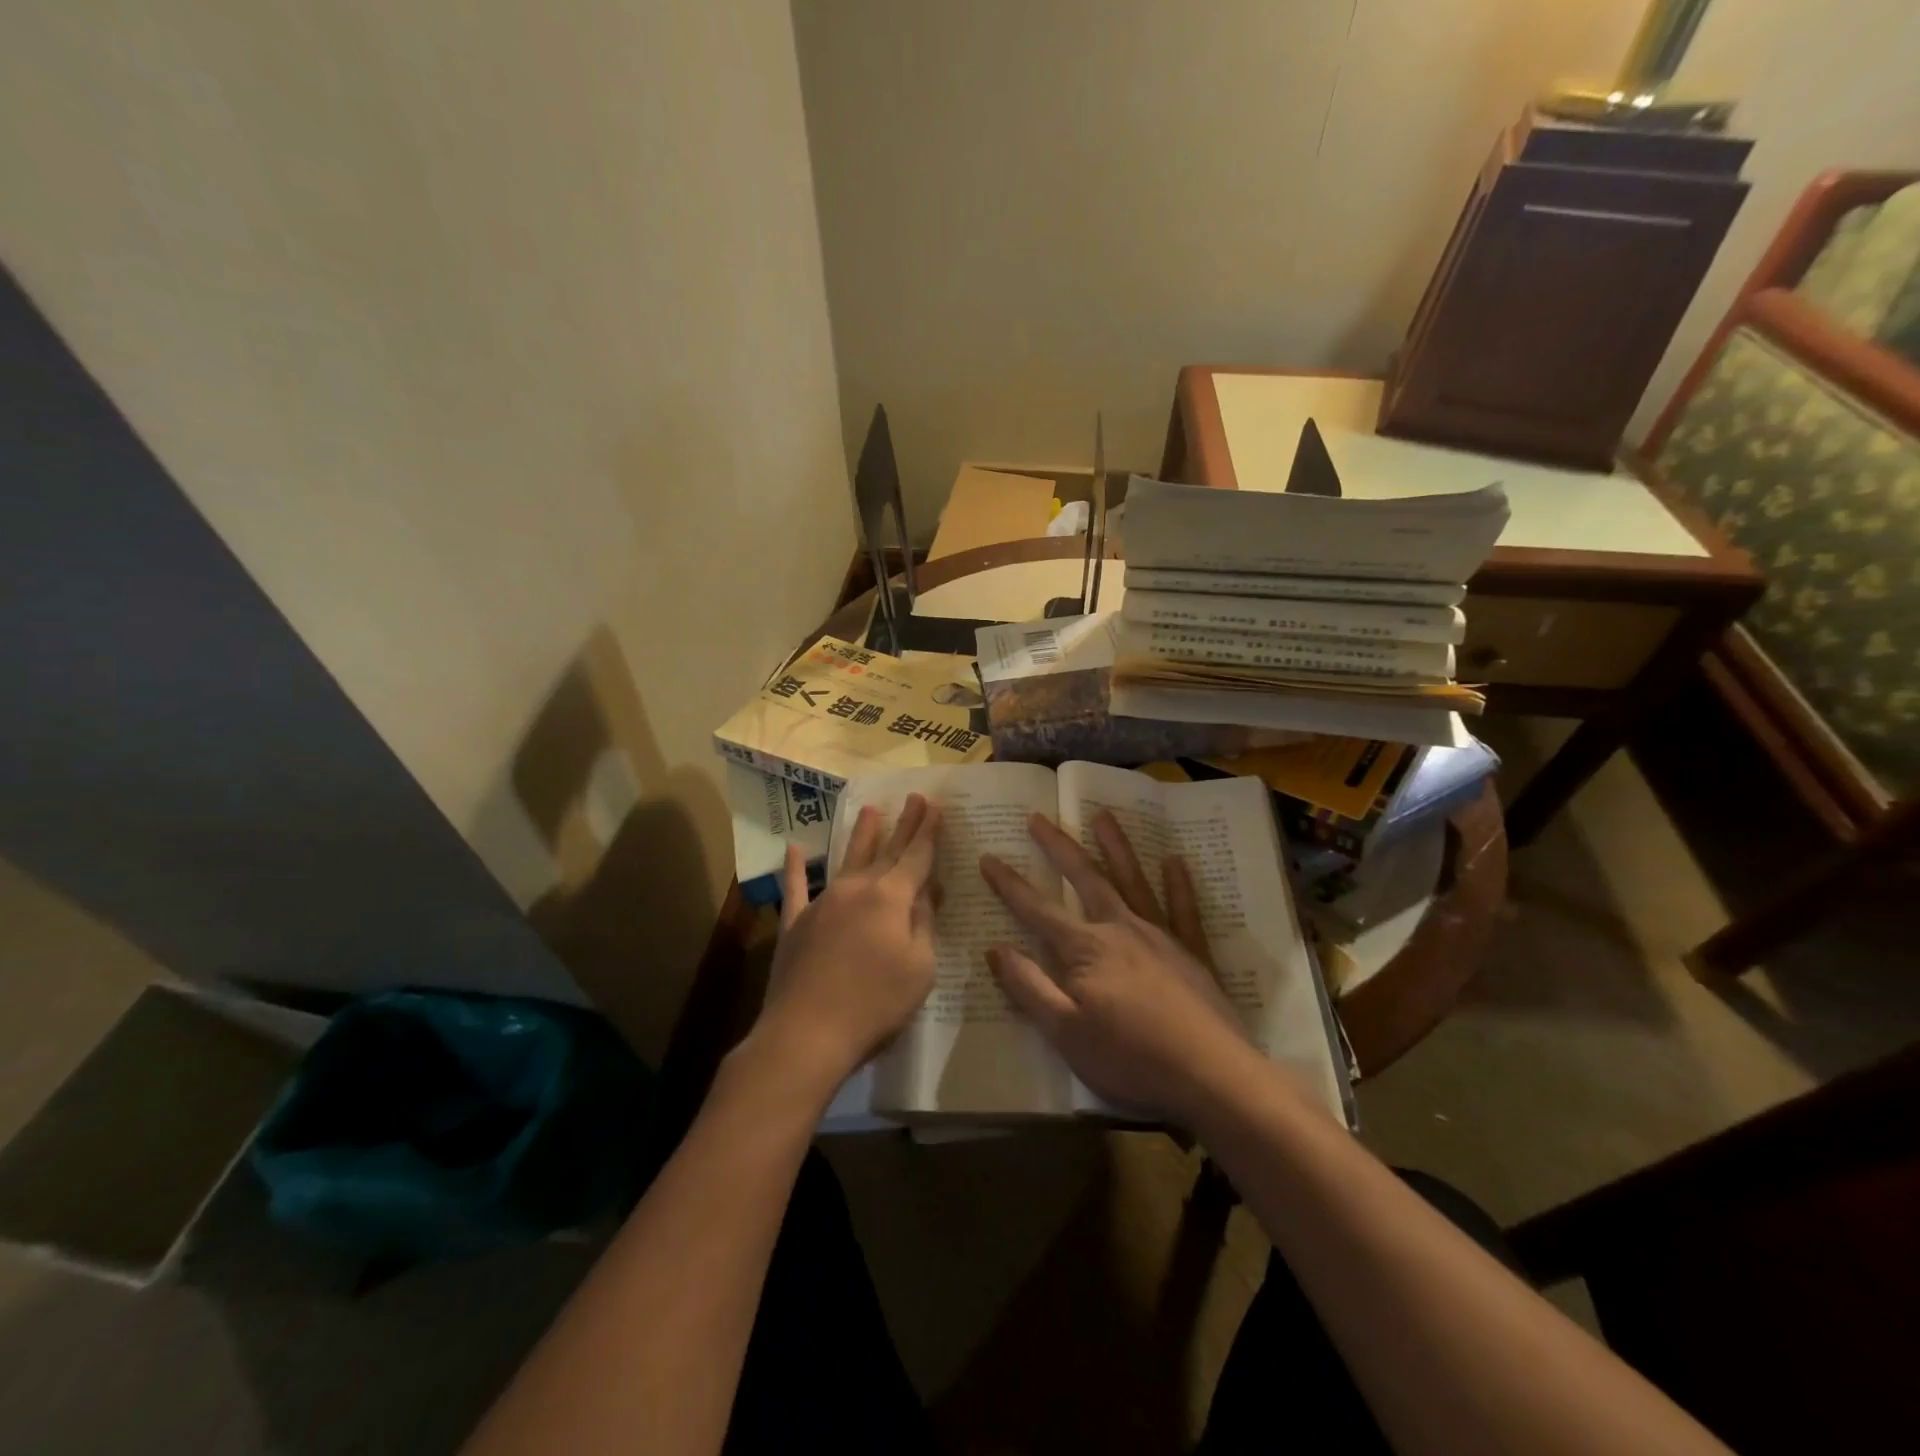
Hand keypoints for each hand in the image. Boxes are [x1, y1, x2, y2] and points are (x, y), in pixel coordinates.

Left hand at [751, 794, 942, 1093]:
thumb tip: (927, 893)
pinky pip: (796, 888)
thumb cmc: (875, 1004)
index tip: (934, 805)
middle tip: (914, 797)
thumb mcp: (919, 968)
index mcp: (891, 898)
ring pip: (846, 860)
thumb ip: (924, 925)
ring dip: (860, 835)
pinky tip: (794, 849)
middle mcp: (857, 889)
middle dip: (903, 825)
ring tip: (869, 809)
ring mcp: (823, 903)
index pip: (916, 857)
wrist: (807, 1033)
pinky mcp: (795, 924)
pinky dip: (795, 868)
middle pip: (886, 851)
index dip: (928, 831)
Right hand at [980, 811, 1252, 1124]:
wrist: (1211, 1076)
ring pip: (1133, 881)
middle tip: (1039, 817)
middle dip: (1058, 847)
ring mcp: (1161, 937)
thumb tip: (995, 949)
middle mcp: (1121, 929)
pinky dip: (1179, 884)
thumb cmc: (1130, 1058)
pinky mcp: (1193, 954)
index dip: (1009, 885)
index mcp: (1087, 949)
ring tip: (1102, 815)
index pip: (1038, 910)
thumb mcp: (1065, 1033)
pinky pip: (1184, 910)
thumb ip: (1029, 987)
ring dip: (1115, 847)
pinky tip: (1175, 861)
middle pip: (1085, 879)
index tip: (988, 857)